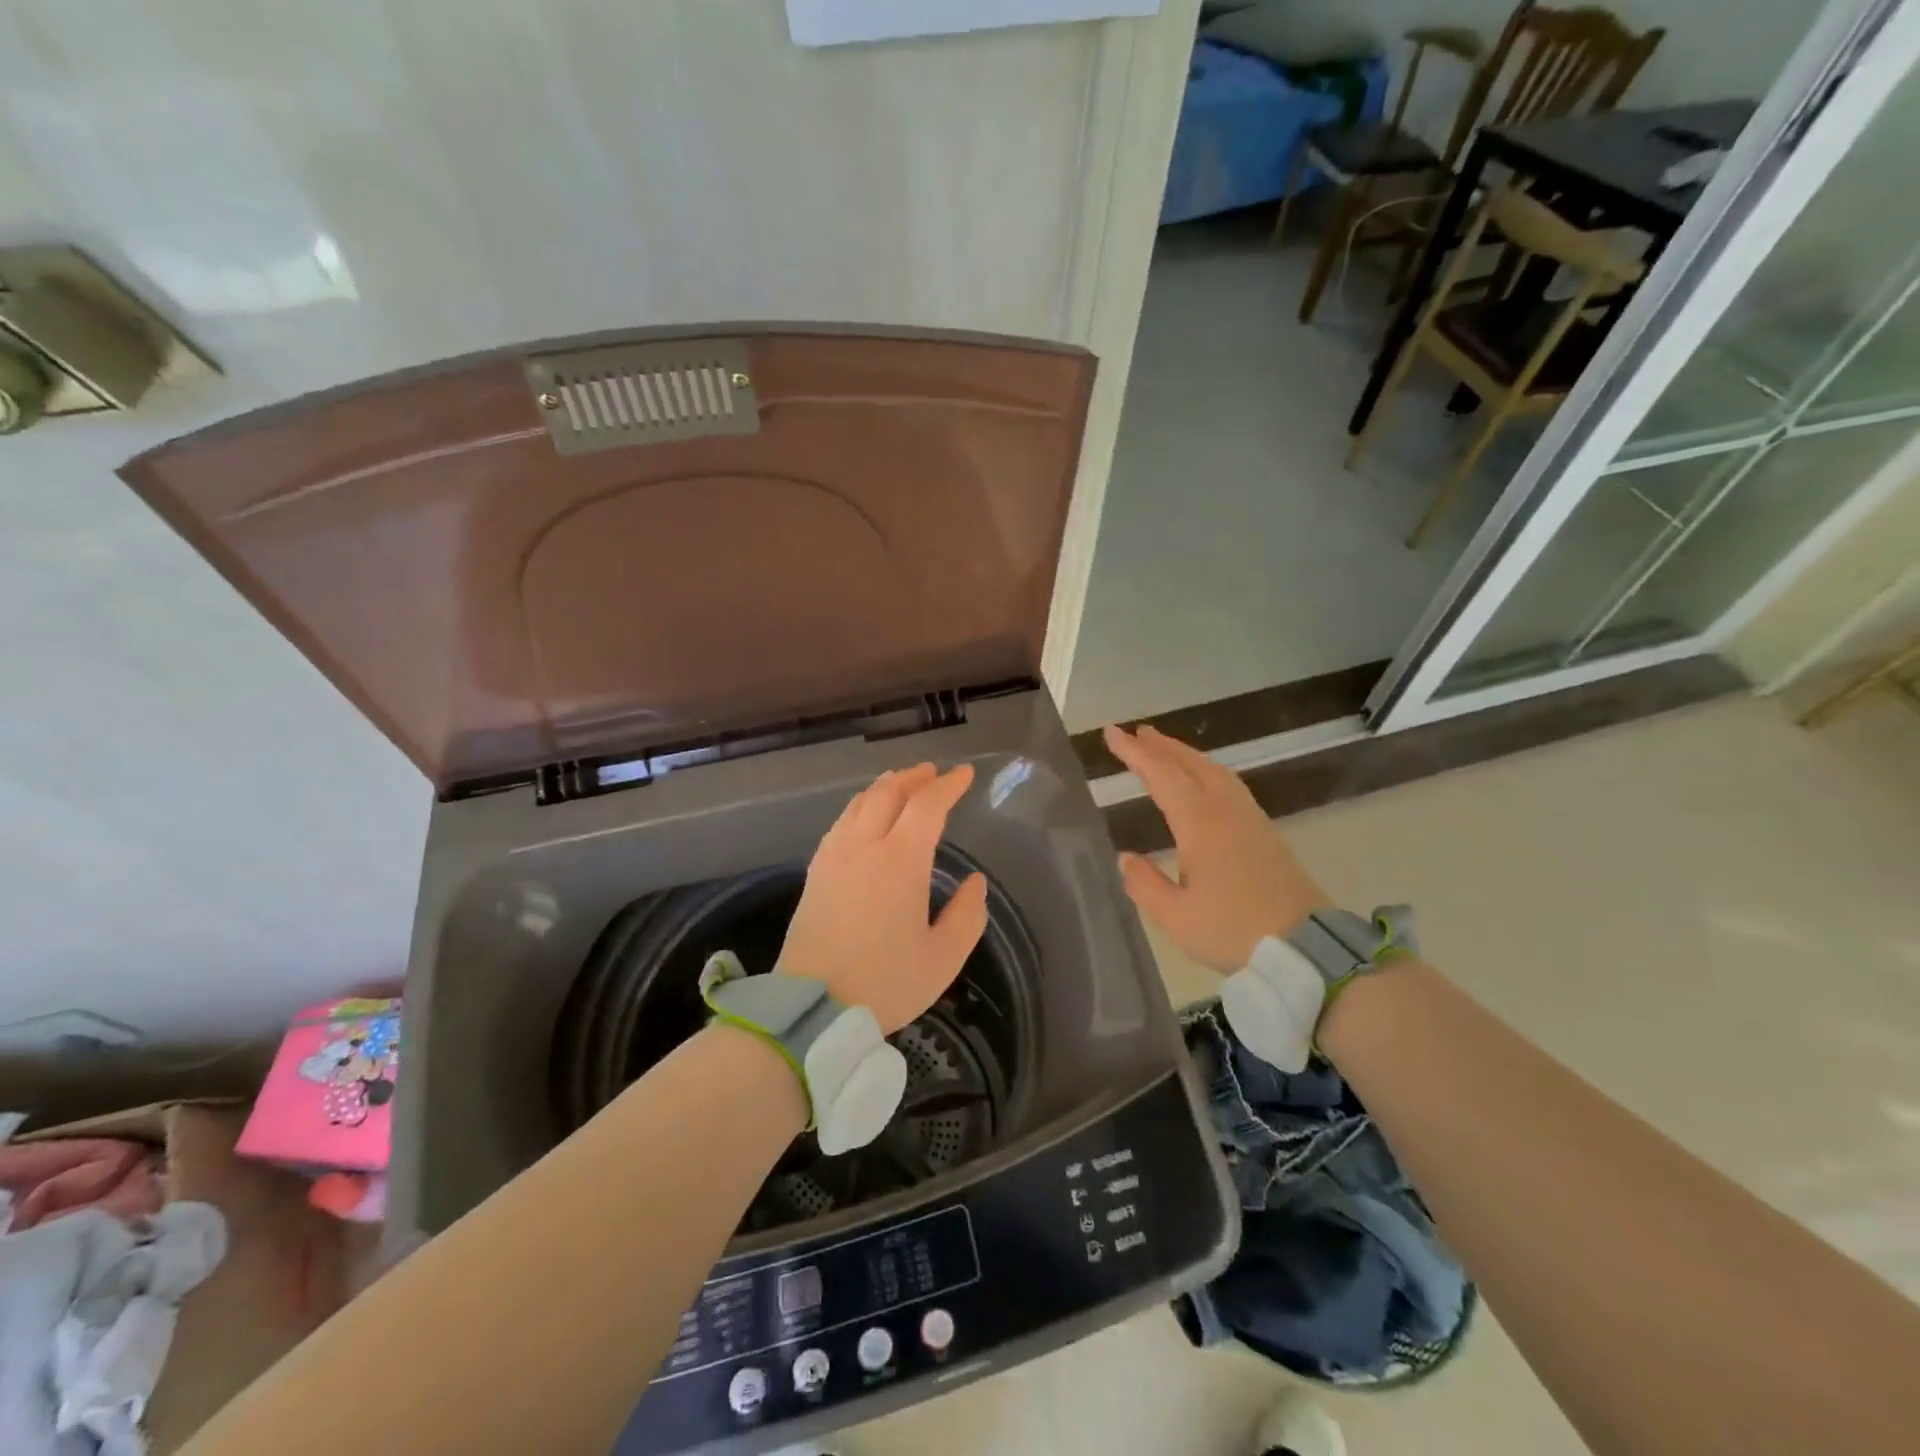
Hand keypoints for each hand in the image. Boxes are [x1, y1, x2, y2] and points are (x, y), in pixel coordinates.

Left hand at [778, 763, 987, 1033]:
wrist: (812, 1007)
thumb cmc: (885, 982)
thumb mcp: (943, 958)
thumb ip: (967, 915)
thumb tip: (976, 882)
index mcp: (900, 860)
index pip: (927, 805)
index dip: (948, 785)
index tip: (964, 774)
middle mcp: (864, 845)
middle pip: (889, 792)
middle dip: (914, 777)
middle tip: (933, 772)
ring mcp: (834, 856)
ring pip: (860, 803)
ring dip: (885, 786)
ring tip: (901, 783)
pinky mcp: (815, 872)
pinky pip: (840, 822)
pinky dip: (860, 806)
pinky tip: (864, 816)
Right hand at [1103, 724, 1332, 970]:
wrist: (1306, 947)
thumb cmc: (1233, 930)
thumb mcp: (1176, 916)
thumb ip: (1144, 884)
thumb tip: (1125, 857)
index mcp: (1200, 823)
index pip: (1161, 775)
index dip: (1135, 753)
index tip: (1112, 734)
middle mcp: (1225, 810)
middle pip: (1190, 764)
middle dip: (1161, 746)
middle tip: (1137, 732)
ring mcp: (1250, 818)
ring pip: (1214, 771)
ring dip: (1186, 755)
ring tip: (1166, 748)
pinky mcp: (1265, 831)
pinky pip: (1229, 784)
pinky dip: (1207, 770)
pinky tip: (1204, 780)